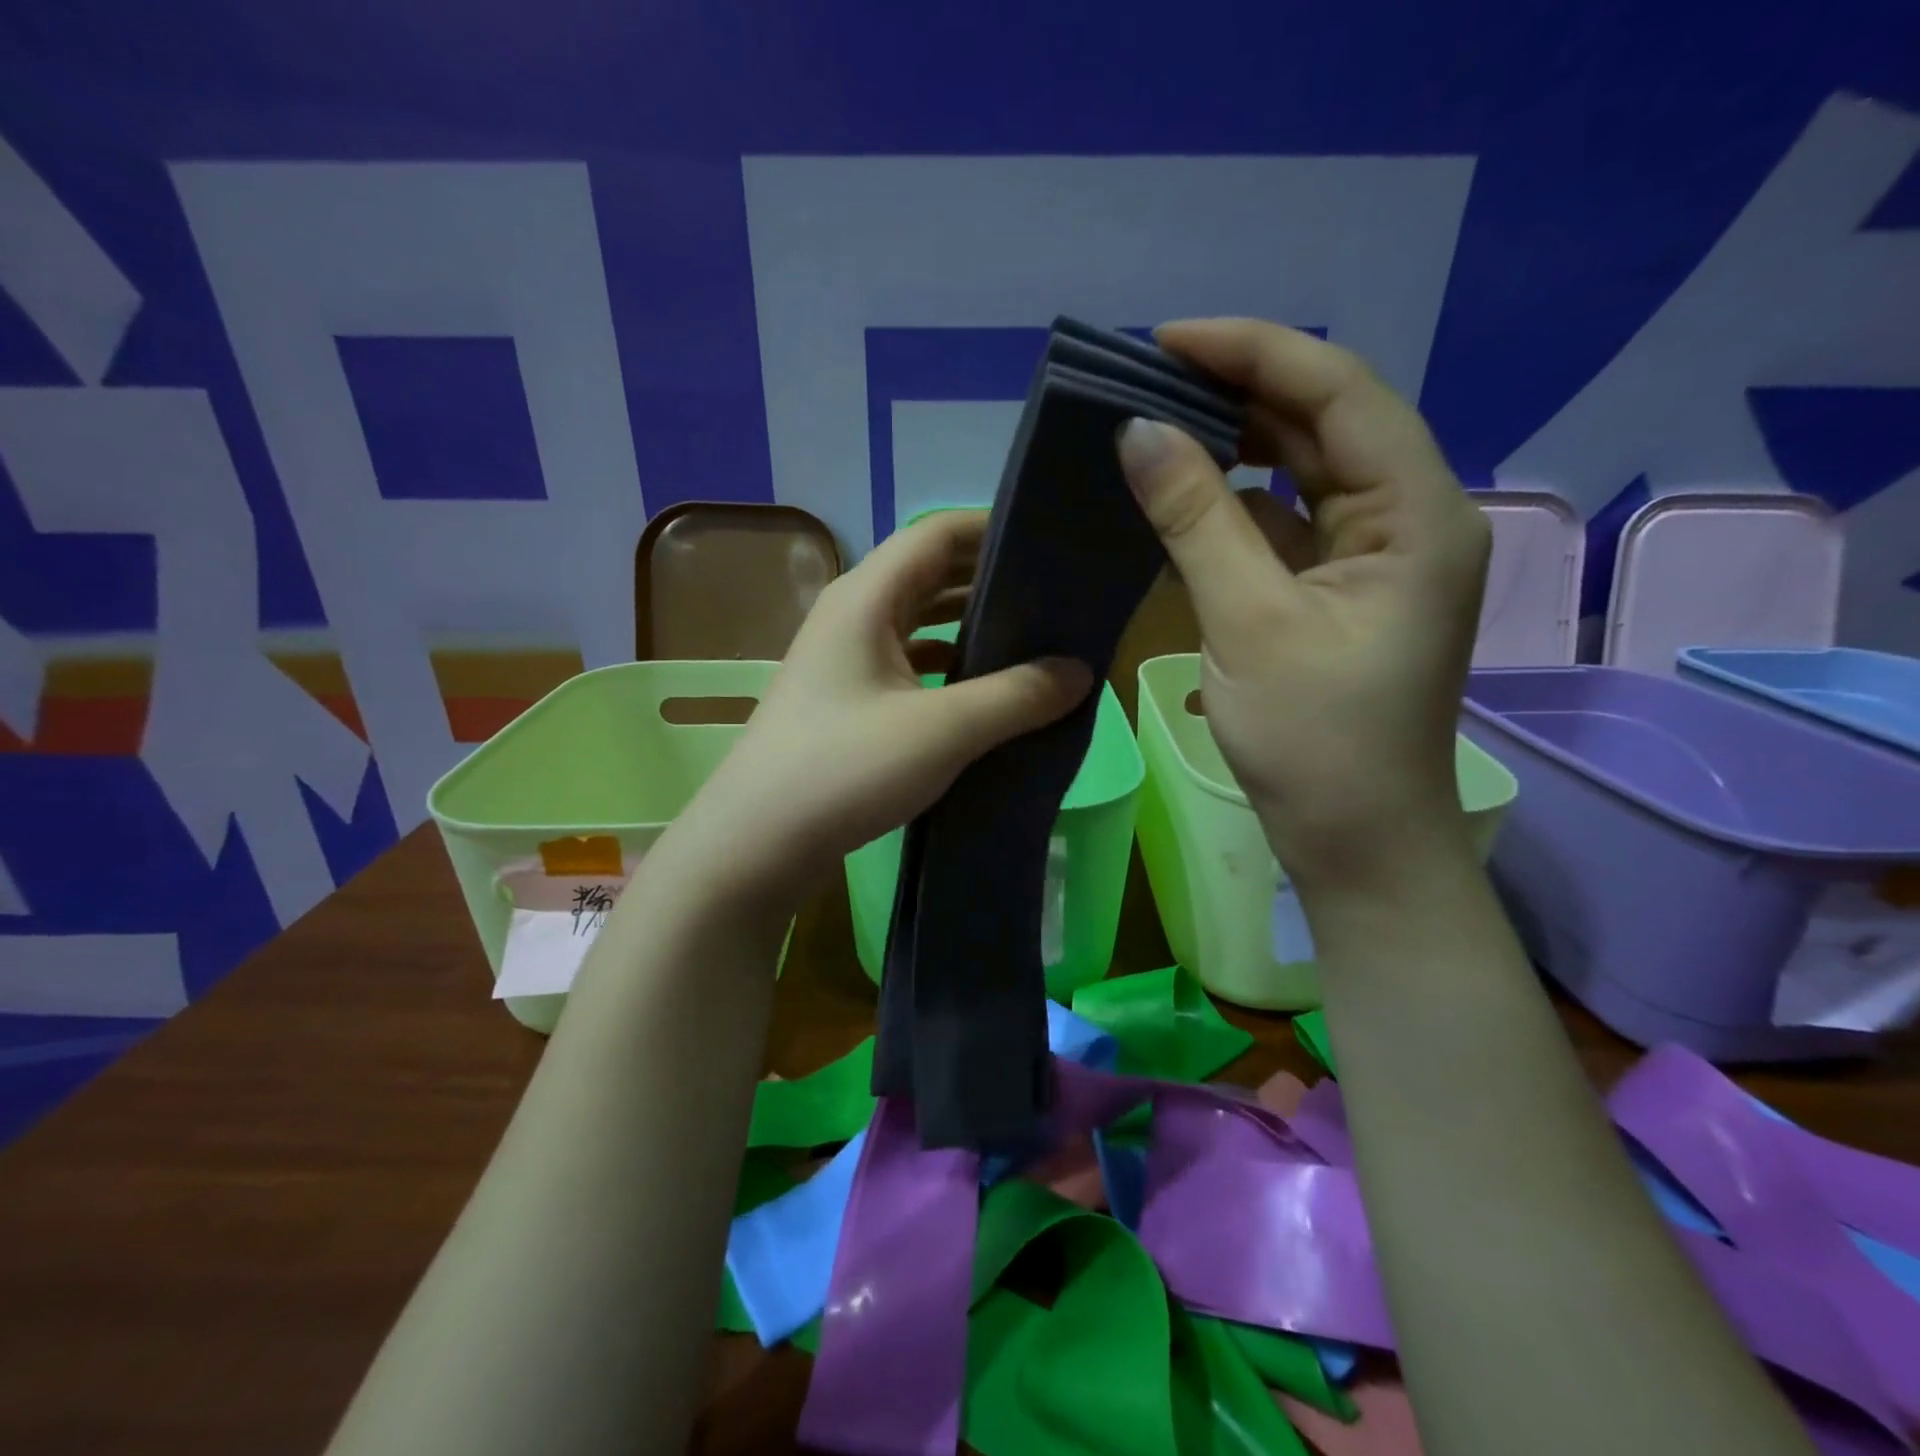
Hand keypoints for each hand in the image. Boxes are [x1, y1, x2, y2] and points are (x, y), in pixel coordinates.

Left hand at [674, 509, 1093, 911]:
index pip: (939, 533)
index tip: (1053, 544)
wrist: (758, 842)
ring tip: (1032, 639)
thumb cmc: (846, 769)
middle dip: (991, 578)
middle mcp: (852, 613)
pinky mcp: (846, 698)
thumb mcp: (943, 730)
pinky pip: (907, 661)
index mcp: (867, 596)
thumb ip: (1018, 696)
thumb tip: (1081, 672)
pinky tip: (983, 690)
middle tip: (1057, 594)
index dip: (995, 529)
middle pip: (930, 573)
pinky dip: (947, 664)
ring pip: (919, 621)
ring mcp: (844, 658)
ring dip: (970, 624)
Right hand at [1117, 318, 1489, 892]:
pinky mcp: (1341, 591)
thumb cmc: (1315, 741)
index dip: (1254, 352)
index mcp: (1417, 513)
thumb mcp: (1248, 622)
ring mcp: (1375, 557)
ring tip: (1158, 425)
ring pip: (1304, 473)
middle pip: (1325, 423)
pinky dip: (1237, 506)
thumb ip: (1196, 520)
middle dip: (1241, 391)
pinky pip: (1288, 524)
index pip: (1338, 392)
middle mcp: (1409, 518)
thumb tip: (1138, 433)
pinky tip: (1184, 499)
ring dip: (1235, 446)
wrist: (1355, 841)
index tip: (1165, 341)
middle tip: (1149, 378)